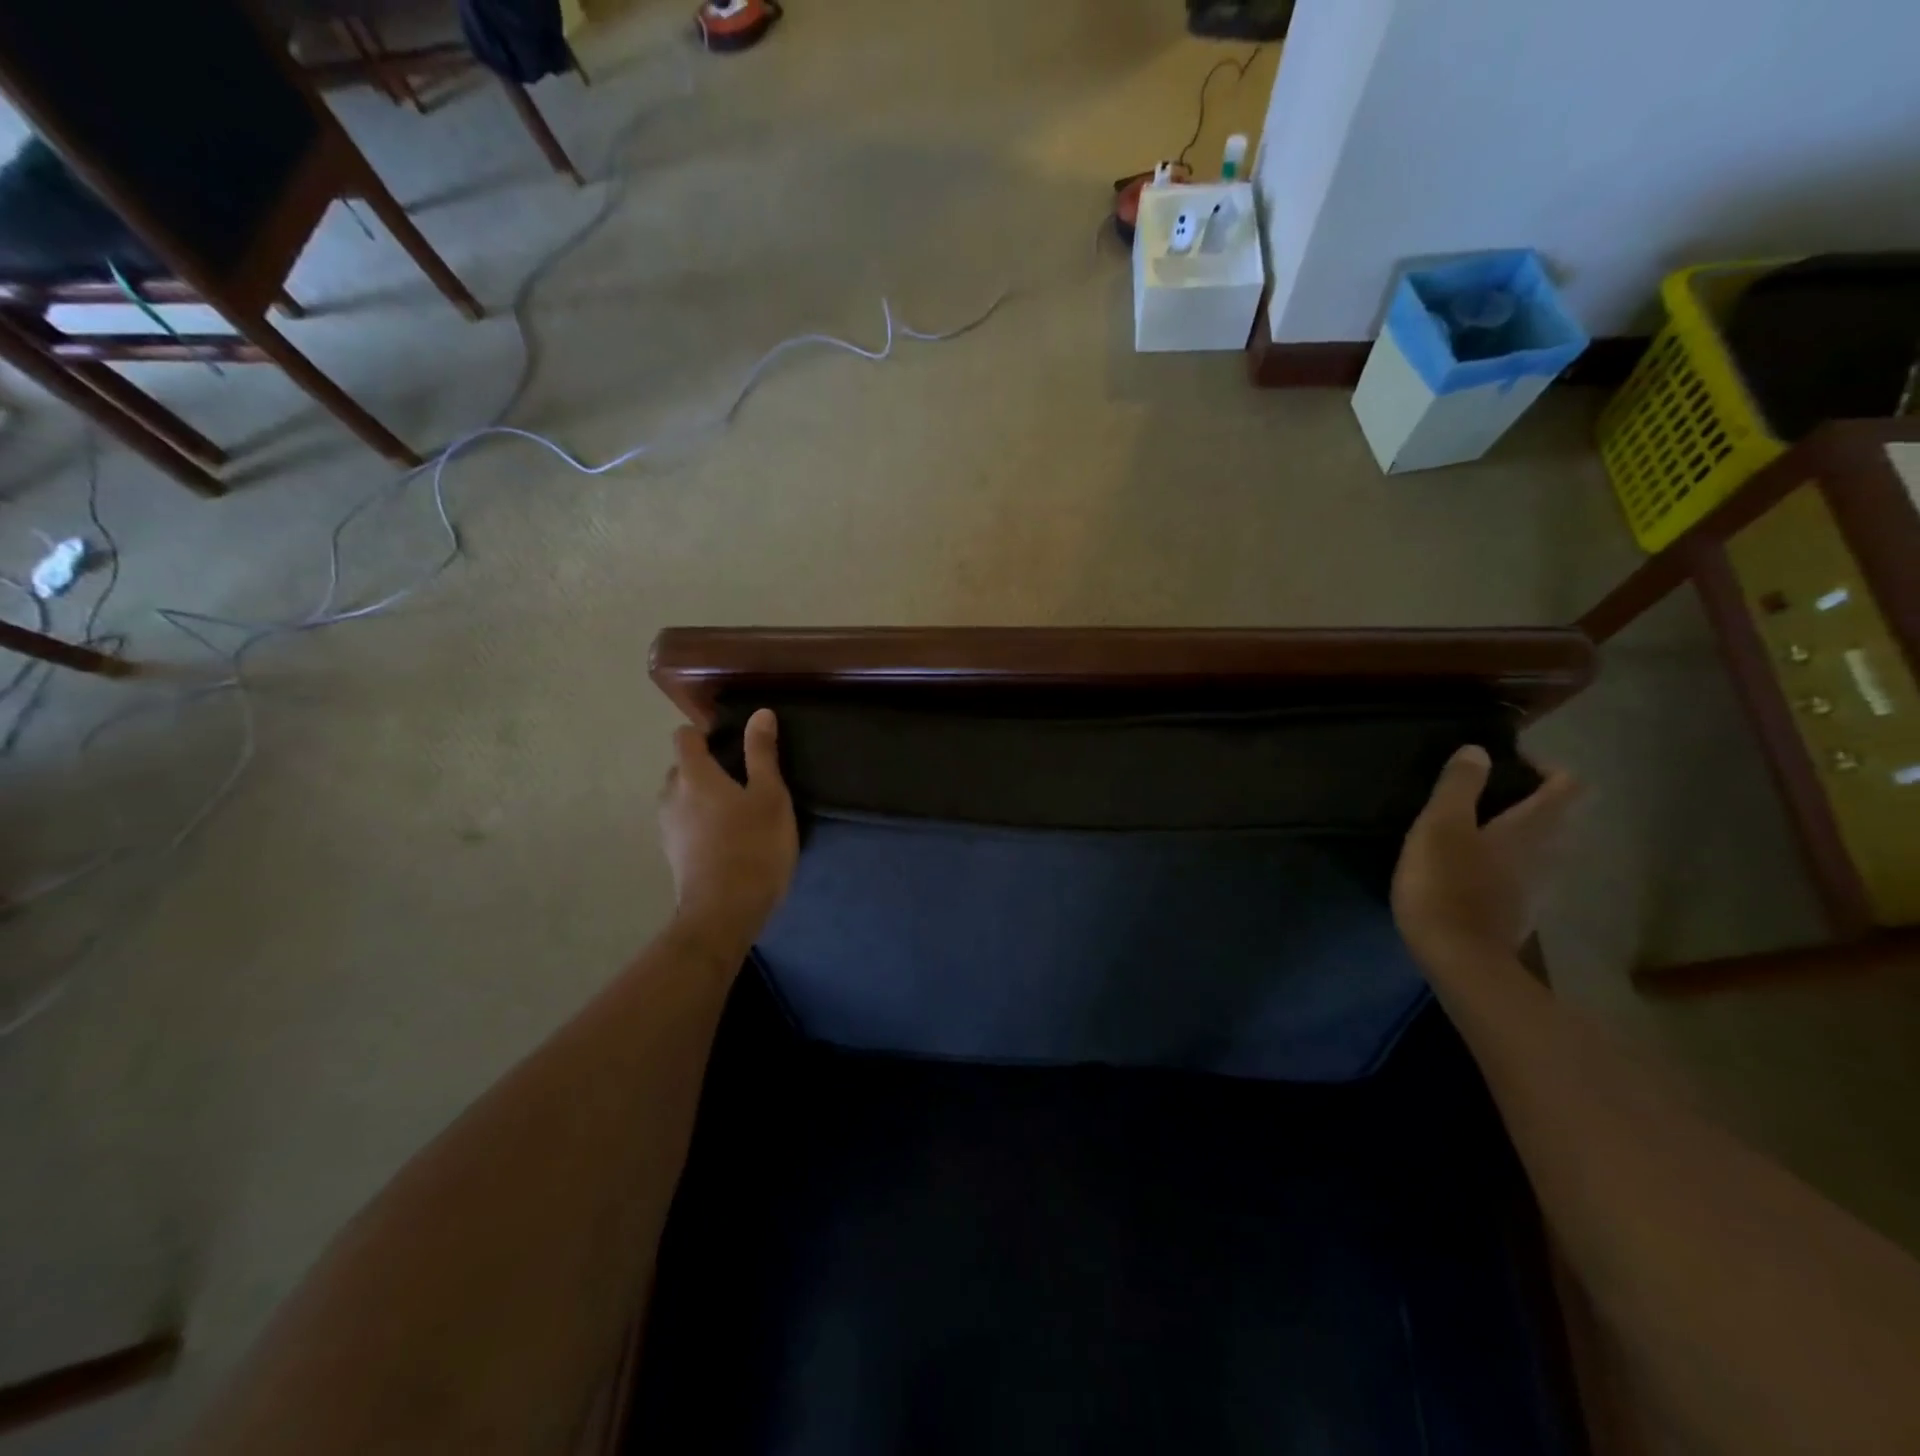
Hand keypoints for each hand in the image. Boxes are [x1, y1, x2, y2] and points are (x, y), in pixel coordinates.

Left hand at [658, 709, 797, 950]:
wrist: (724, 912)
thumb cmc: (753, 846)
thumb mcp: (770, 796)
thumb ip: (762, 754)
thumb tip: (760, 713)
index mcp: (693, 775)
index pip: (684, 737)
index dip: (706, 734)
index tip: (733, 745)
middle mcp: (671, 795)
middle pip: (682, 767)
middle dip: (706, 767)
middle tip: (744, 781)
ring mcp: (667, 827)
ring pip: (681, 798)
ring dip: (702, 797)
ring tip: (737, 812)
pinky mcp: (671, 854)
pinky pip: (683, 823)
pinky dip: (699, 822)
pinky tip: (727, 839)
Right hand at [1391, 745, 1580, 971]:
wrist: (1459, 958)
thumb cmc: (1447, 883)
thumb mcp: (1441, 825)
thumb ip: (1459, 786)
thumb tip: (1479, 751)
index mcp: (1535, 827)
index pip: (1568, 784)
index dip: (1543, 766)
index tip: (1504, 762)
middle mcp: (1551, 852)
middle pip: (1557, 814)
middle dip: (1525, 797)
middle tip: (1478, 793)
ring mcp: (1540, 885)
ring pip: (1540, 844)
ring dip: (1513, 830)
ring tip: (1468, 827)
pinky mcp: (1521, 910)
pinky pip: (1522, 871)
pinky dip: (1503, 859)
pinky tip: (1466, 866)